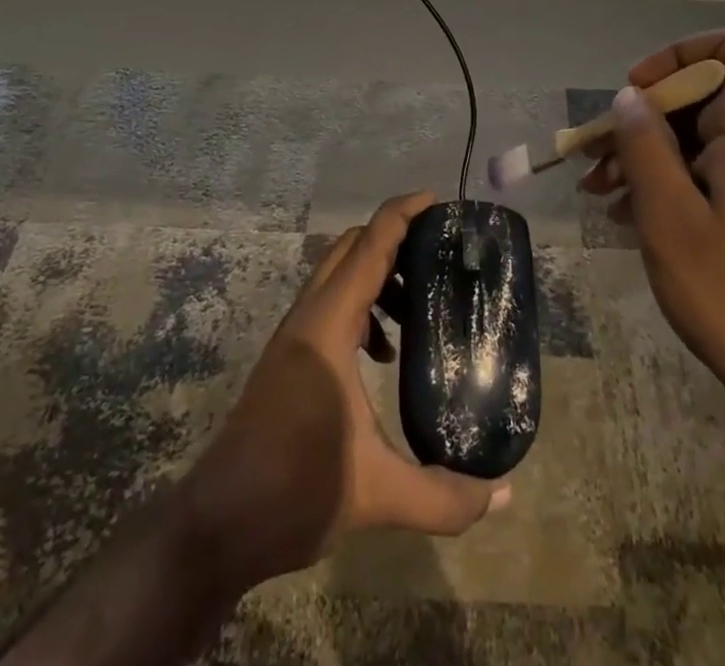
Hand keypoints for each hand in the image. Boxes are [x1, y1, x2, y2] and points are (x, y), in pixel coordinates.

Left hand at [175, 191, 509, 593]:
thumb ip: (444, 497)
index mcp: (327, 326)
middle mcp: (308, 317)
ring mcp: (294, 335)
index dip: (402, 214)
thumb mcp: (378, 494)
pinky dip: (361, 305)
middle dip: (393, 238)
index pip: (369, 246)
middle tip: (439, 251)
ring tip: (417, 303)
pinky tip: (383, 353)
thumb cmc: (294, 492)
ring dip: (376, 272)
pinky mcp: (288, 356)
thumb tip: (505, 495)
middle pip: (350, 247)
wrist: (219, 524)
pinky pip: (329, 304)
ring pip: (337, 274)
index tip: (438, 201)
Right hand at [582, 30, 724, 432]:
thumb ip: (644, 145)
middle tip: (598, 158)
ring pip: (706, 137)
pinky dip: (677, 179)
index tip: (637, 91)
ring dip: (652, 155)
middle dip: (646, 119)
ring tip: (603, 193)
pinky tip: (634, 216)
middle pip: (706, 96)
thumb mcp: (669, 216)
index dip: (679, 55)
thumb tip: (629, 98)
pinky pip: (719, 169)